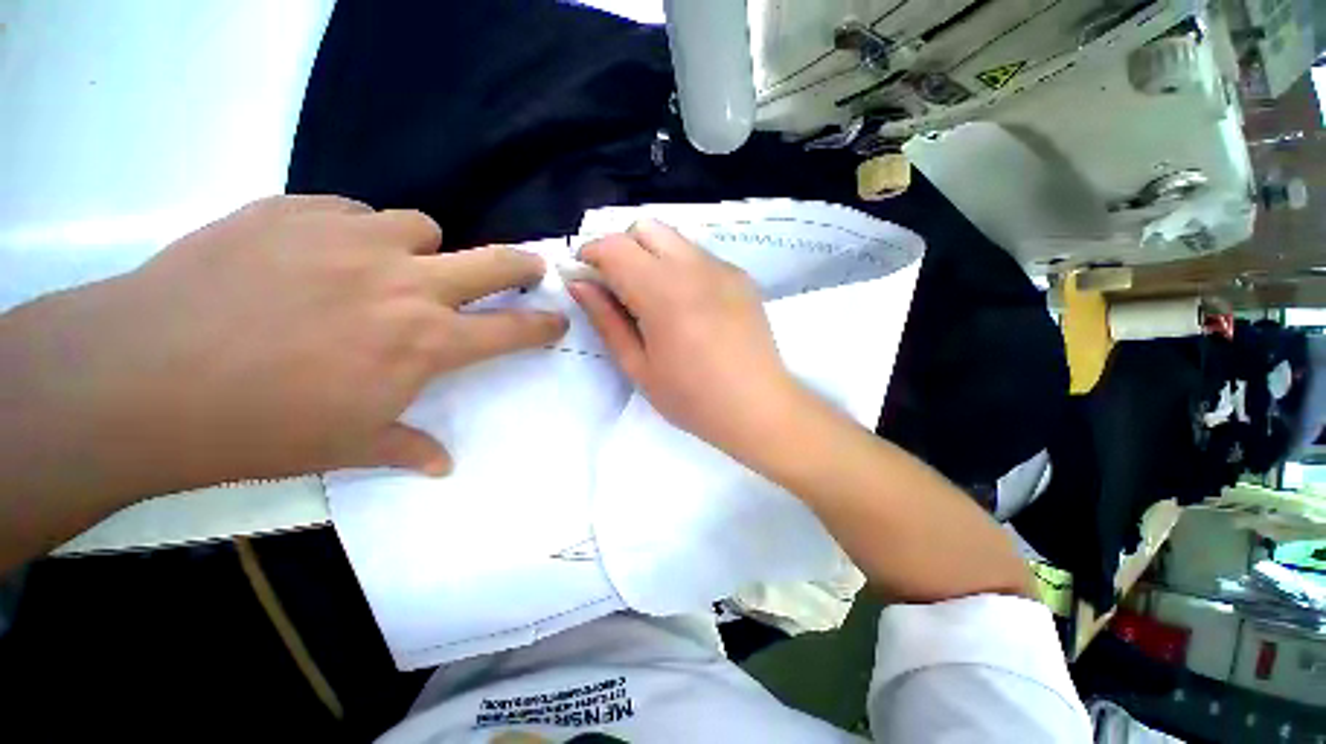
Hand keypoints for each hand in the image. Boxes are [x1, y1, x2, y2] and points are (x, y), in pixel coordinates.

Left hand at [3, 196, 566, 497]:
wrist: (139, 376)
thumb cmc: (256, 426)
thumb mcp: (345, 446)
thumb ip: (407, 445)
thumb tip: (442, 464)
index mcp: (426, 342)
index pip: (511, 330)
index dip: (543, 326)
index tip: (558, 320)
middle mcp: (406, 284)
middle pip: (494, 262)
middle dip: (523, 266)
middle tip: (532, 268)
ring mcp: (352, 239)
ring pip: (421, 226)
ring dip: (423, 247)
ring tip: (392, 265)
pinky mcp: (295, 211)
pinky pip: (352, 212)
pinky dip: (355, 231)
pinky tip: (323, 254)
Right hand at [568, 220, 796, 458]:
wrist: (759, 407)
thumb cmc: (693, 398)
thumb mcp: (638, 367)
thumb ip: (606, 320)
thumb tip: (579, 284)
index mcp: (663, 293)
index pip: (614, 246)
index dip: (590, 254)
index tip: (585, 277)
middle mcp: (694, 267)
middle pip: (645, 228)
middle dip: (621, 248)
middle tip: (618, 287)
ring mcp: (722, 268)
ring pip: (674, 238)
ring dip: (651, 256)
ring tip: (653, 297)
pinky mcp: (740, 276)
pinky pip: (699, 255)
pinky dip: (679, 266)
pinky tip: (687, 304)